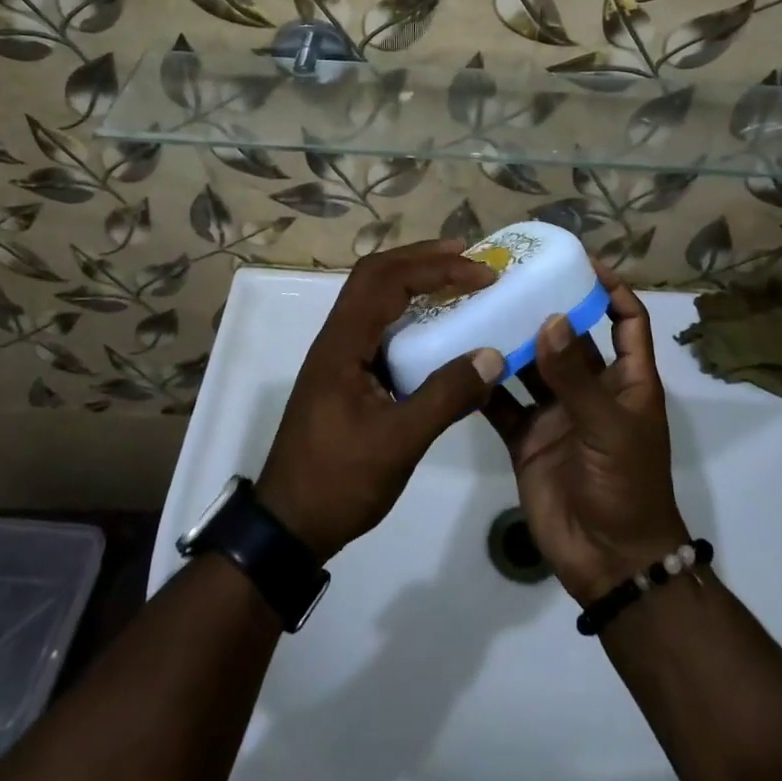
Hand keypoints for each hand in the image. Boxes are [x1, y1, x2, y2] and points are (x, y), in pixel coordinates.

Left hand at [257, 241, 507, 560]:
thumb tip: (492, 356)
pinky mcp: (347, 373)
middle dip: (422, 258)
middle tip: (468, 255)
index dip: (435, 269)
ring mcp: (340, 355)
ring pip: (375, 296)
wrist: (288, 526)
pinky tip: (436, 323)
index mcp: (343, 344)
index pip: (387, 281)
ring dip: (414, 278)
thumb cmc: (339, 480)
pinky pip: (380, 323)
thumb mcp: (398, 442)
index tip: (480, 273)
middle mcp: (337, 337)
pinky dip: (410, 309)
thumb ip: (446, 396)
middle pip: (376, 274)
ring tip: (456, 276)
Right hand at [482, 266, 689, 605]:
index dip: (612, 289)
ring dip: (510, 341)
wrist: (609, 563)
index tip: (581, 263)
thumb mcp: (608, 427)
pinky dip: (484, 384)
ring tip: (478, 308)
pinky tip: (459, 359)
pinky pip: (503, 403)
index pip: (626, 320)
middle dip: (546, 308)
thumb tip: (550, 319)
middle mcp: (590, 389)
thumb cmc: (626, 487)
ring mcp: (556, 413)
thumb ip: (575, 377)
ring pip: (530, 366)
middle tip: (511, 278)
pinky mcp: (526, 438)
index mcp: (626, 380)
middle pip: (570, 337)